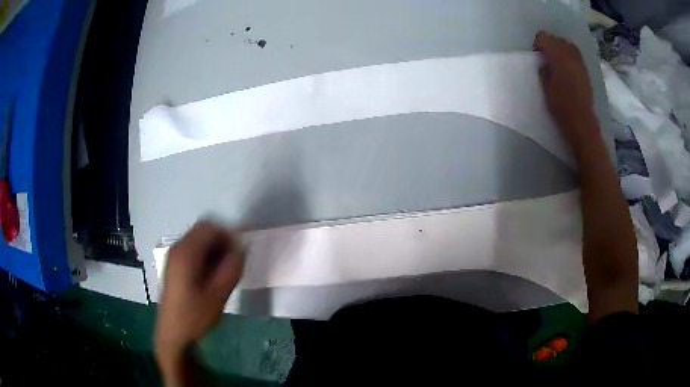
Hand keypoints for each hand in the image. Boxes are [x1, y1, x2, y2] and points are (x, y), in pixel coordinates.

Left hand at [154, 221, 244, 370]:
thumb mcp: (218, 295)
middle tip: (232, 262)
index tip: (239, 252)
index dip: (227, 234)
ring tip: (223, 270)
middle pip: (202, 231)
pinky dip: (204, 255)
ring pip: (197, 240)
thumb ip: (232, 269)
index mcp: (186, 254)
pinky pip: (192, 250)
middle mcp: (177, 249)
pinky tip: (210, 275)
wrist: (173, 333)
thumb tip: (241, 249)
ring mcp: (173, 256)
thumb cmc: (195, 316)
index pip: (209, 228)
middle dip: (220, 241)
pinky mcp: (173, 265)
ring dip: (213, 249)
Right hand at [533, 31, 598, 147]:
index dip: (538, 44)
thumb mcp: (546, 88)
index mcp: (558, 57)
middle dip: (550, 45)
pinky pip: (576, 55)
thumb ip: (544, 70)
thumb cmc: (561, 106)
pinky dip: (569, 56)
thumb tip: (544, 62)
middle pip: (557, 39)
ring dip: (561, 49)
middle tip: (546, 59)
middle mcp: (570, 55)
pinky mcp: (586, 71)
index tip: (537, 56)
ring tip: (557, 62)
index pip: (544, 37)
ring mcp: (580, 62)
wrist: (582, 122)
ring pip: (568, 45)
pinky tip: (567, 69)